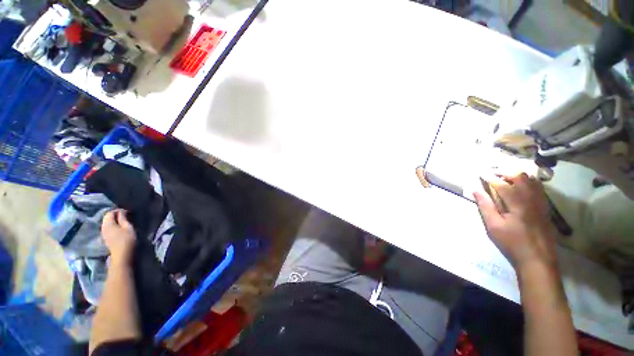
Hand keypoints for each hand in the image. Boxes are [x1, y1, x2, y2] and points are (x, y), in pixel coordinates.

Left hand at [102, 209, 136, 266]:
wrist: (121, 255)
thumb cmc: (127, 239)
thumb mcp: (128, 227)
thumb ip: (123, 218)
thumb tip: (121, 211)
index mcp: (108, 223)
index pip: (110, 212)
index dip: (118, 211)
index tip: (126, 212)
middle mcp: (103, 227)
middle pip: (106, 218)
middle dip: (115, 215)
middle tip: (125, 216)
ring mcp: (103, 233)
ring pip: (106, 223)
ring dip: (113, 221)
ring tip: (122, 222)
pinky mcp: (105, 238)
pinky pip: (107, 228)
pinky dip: (112, 226)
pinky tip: (118, 228)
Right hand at [473, 173, 557, 271]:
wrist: (538, 258)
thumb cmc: (512, 242)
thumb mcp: (494, 226)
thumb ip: (485, 206)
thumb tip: (475, 190)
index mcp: (517, 203)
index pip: (502, 184)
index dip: (490, 177)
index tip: (480, 173)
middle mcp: (531, 198)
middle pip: (520, 176)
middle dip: (505, 172)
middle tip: (493, 173)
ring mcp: (541, 202)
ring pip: (531, 180)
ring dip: (517, 175)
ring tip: (505, 176)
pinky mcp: (545, 207)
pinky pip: (538, 188)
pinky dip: (528, 182)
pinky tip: (521, 186)